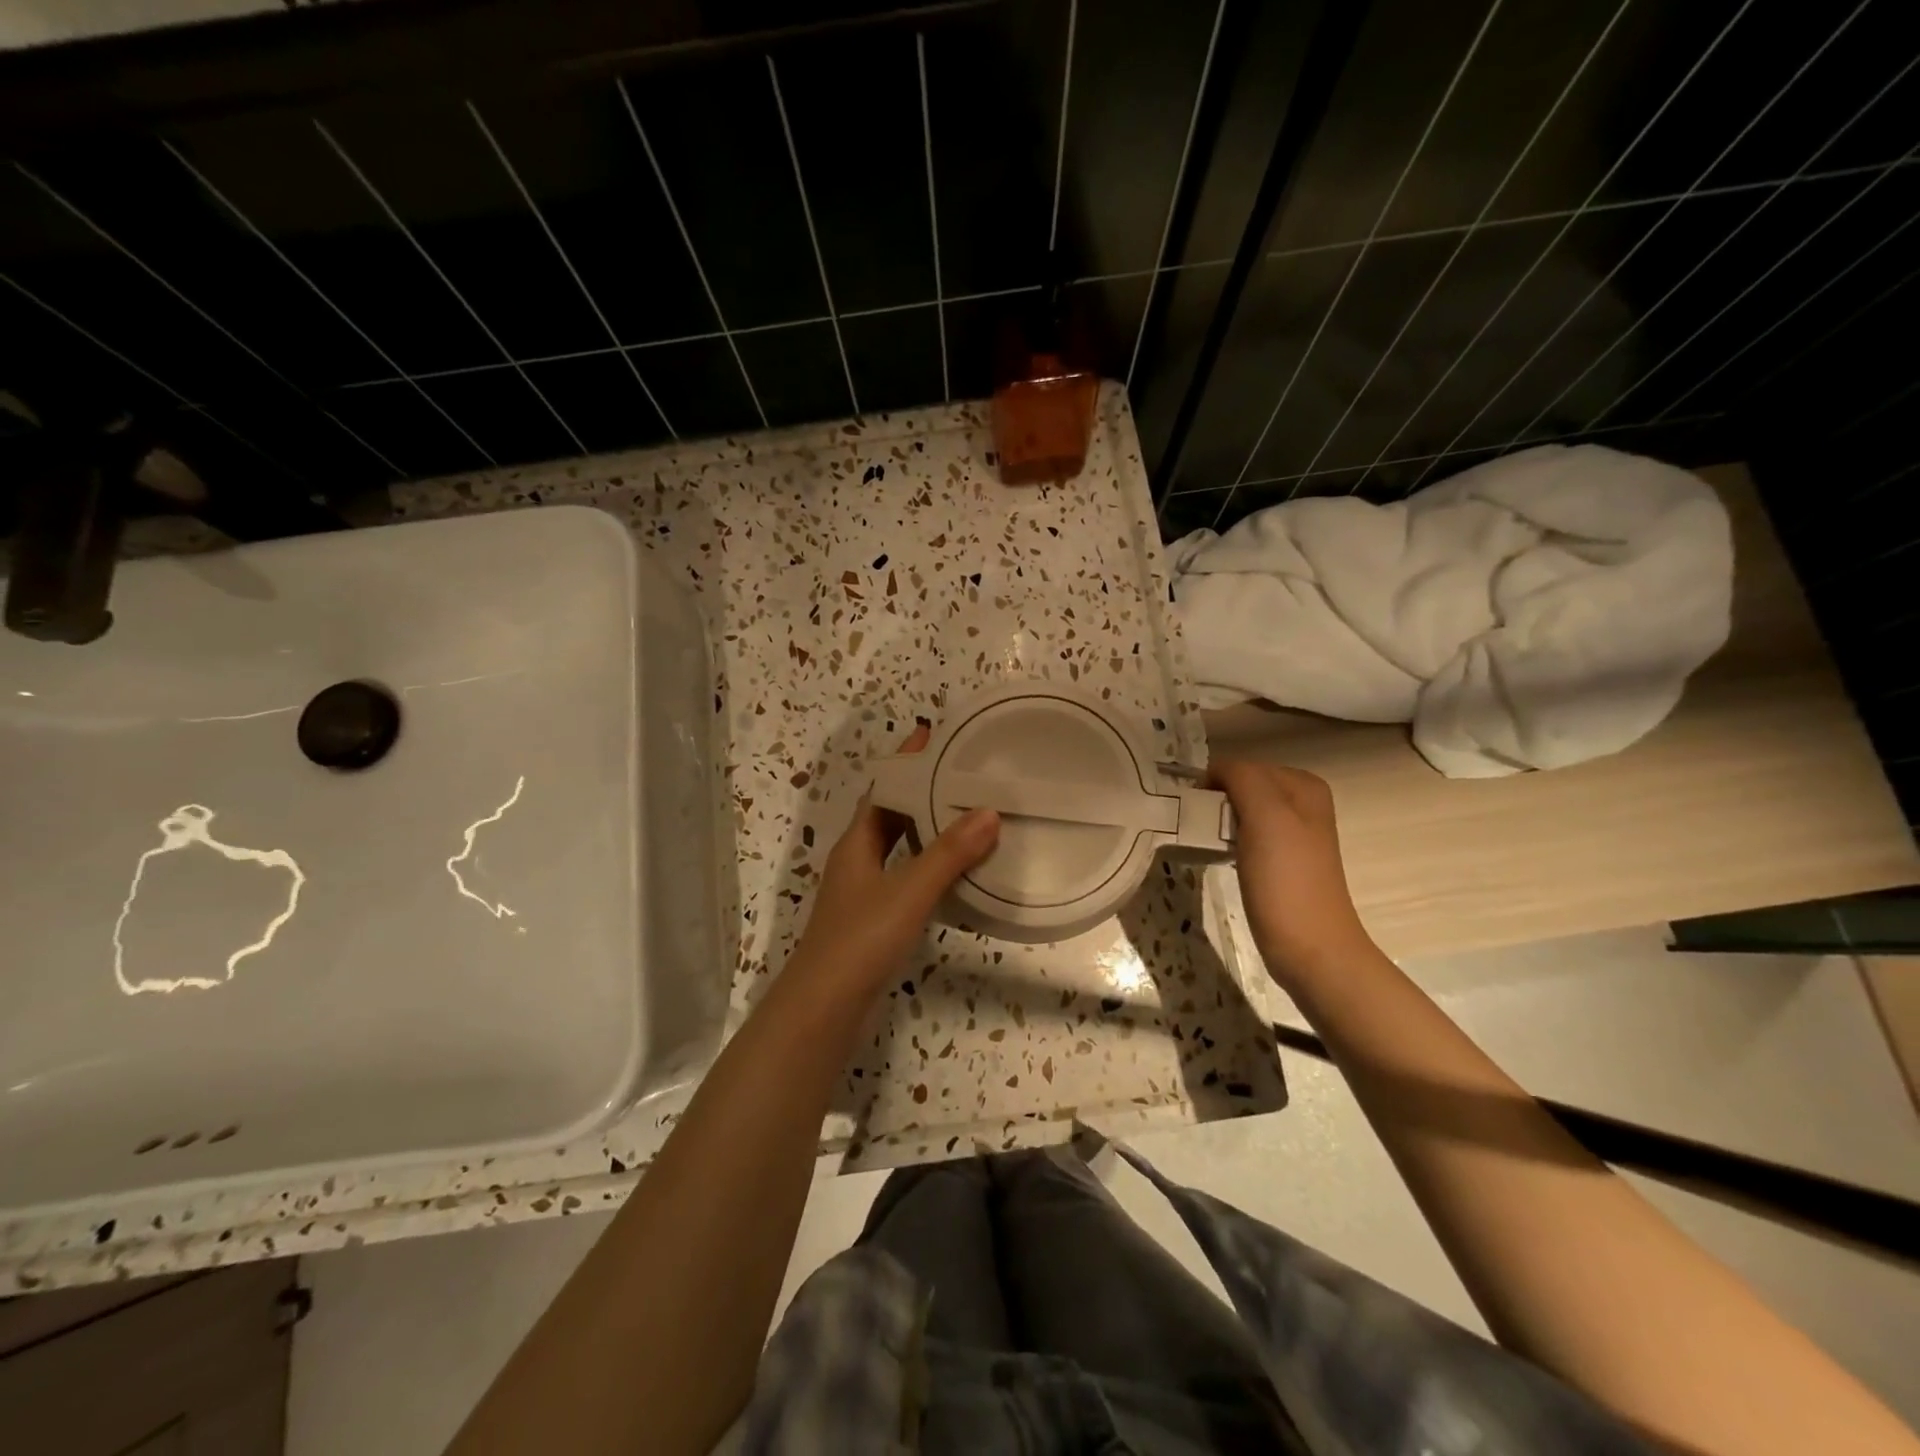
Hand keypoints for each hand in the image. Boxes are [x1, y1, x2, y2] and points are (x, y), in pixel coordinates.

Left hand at [784, 725, 1000, 993]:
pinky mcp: (874, 920)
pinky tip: (957, 872)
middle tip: (965, 773)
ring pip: (900, 847)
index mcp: (857, 843)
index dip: (907, 762)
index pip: (884, 788)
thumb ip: (948, 853)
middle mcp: (858, 860)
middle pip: (891, 815)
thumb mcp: (908, 890)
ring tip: (970, 815)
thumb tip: (989, 810)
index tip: (935, 735)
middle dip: (923, 792)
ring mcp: (864, 892)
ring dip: (928, 829)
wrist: (825, 1008)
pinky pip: (907, 877)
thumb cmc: (861, 939)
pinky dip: (930, 866)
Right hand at [1209, 760, 1372, 984]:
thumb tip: (1215, 771)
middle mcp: (1302, 803)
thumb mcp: (1267, 816)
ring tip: (1203, 840)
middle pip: (1241, 786)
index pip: (1241, 765)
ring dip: (1219, 821)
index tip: (1193, 810)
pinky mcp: (1280, 861)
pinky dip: (1227, 840)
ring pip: (1241, 811)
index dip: (1213, 783)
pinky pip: (1244, 835)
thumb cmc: (1286, 880)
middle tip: (1196, 826)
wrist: (1311, 948)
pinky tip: (1220, 856)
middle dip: (1216, 801)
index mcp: (1303, 785)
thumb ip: (1243, 778)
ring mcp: (1292, 834)